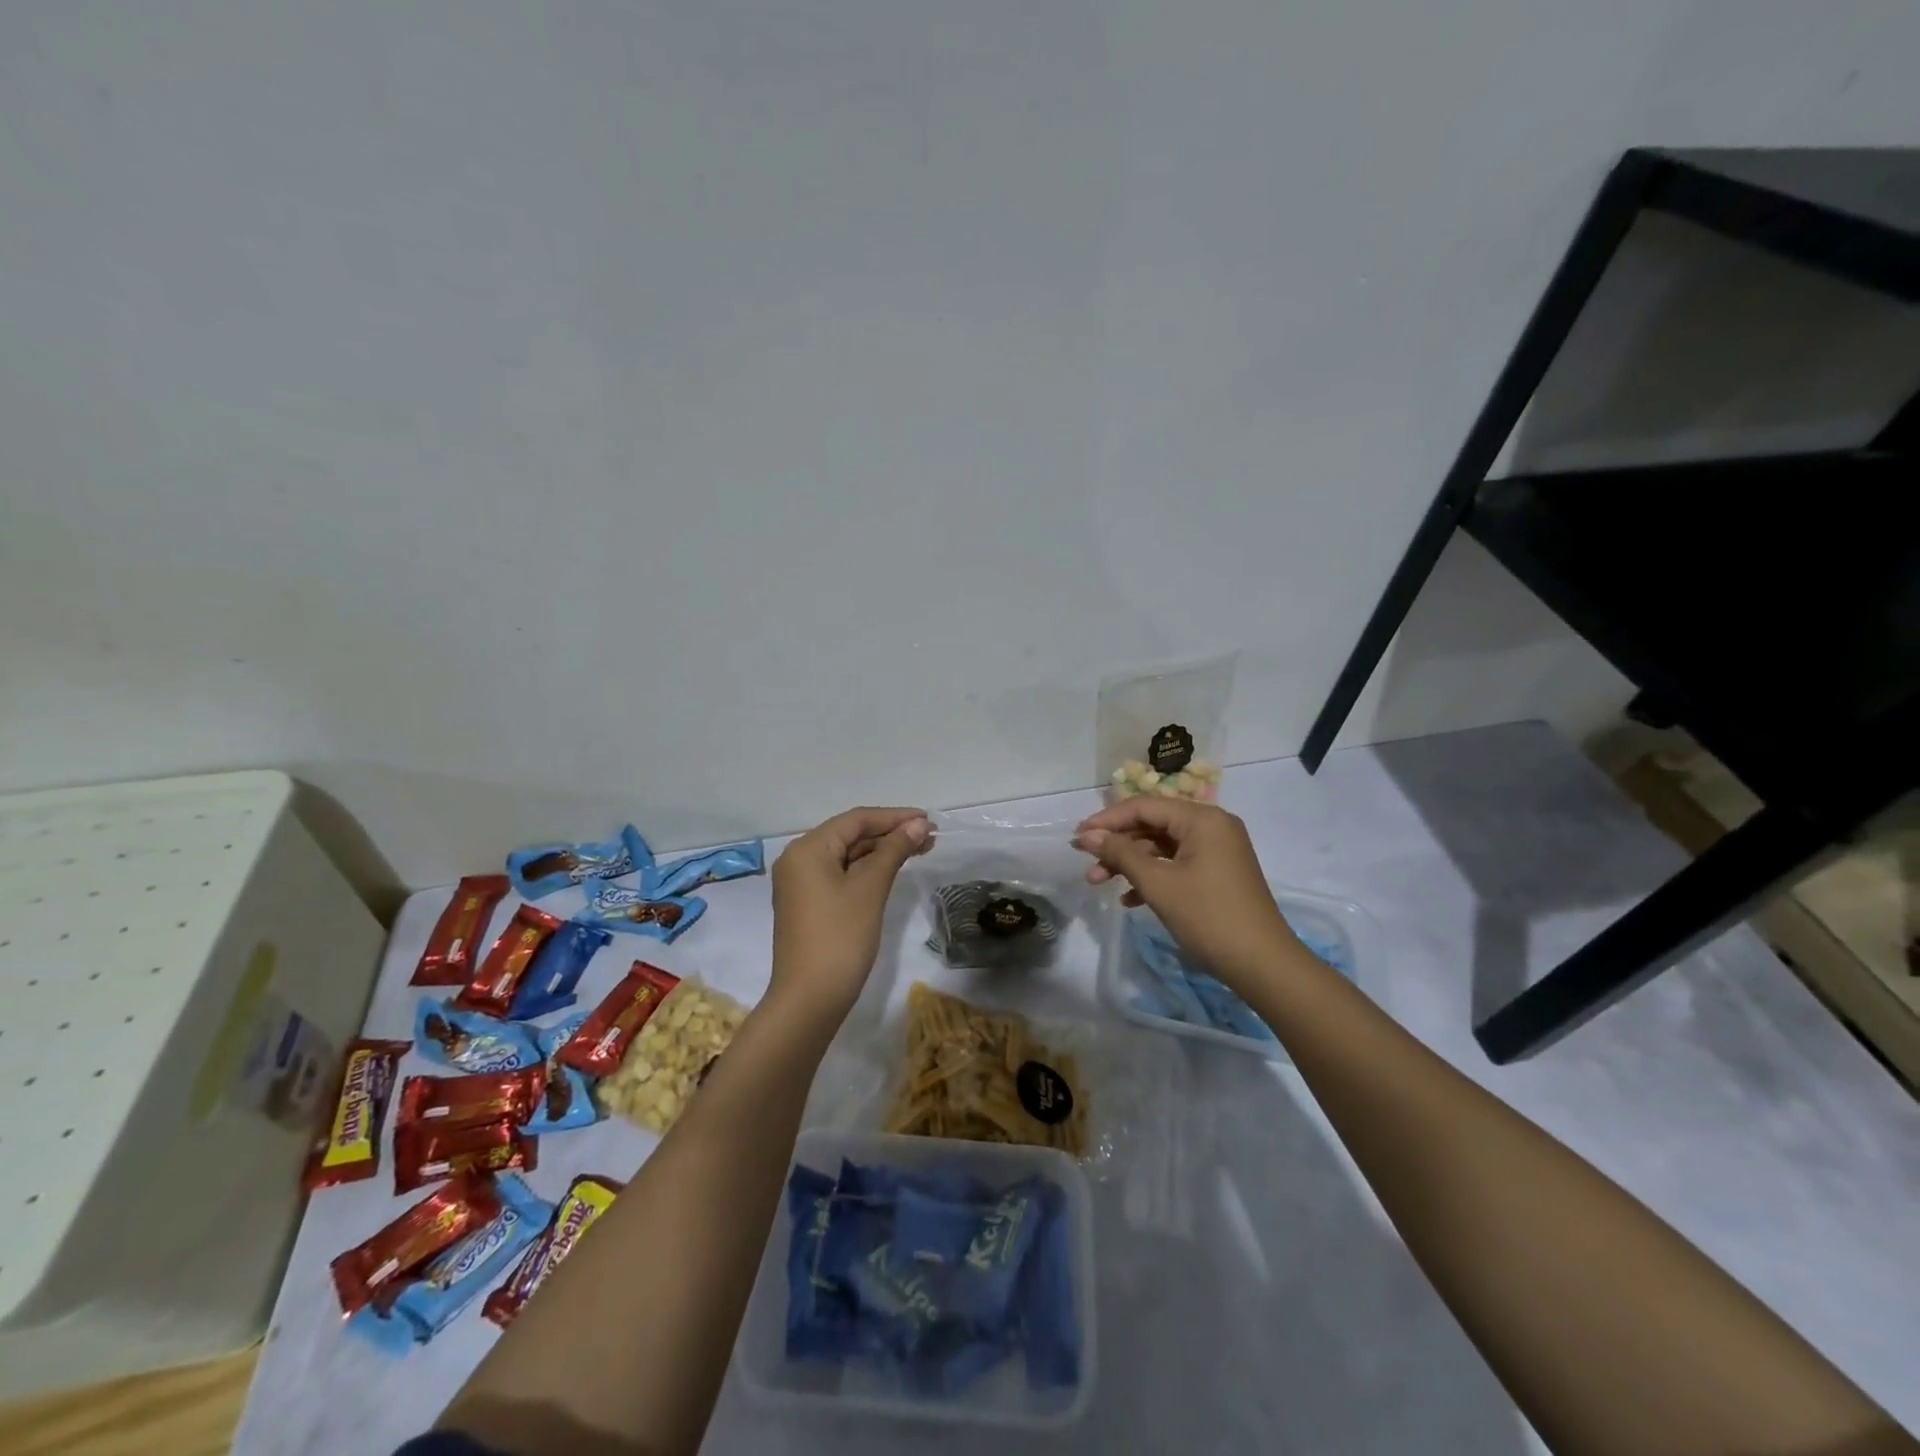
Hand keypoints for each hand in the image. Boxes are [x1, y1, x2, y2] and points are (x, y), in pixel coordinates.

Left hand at [770, 806, 930, 1020]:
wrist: (809, 1000)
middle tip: (930, 837)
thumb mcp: (870, 888)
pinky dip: (867, 870)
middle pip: (850, 835)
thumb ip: (894, 850)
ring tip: (920, 850)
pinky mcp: (808, 904)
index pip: (856, 820)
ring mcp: (801, 883)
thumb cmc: (840, 937)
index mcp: (807, 848)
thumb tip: (919, 824)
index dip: (894, 817)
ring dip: (881, 851)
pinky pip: (840, 874)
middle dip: (890, 833)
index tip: (929, 820)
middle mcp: (799, 859)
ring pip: (846, 855)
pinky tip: (892, 870)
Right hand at [1073, 797, 1297, 988]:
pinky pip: (1176, 863)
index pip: (1144, 806)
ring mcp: (1217, 850)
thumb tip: (1086, 835)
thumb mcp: (1158, 883)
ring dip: (1130, 863)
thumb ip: (1120, 854)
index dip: (1107, 820)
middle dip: (1117, 845)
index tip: (1077, 838)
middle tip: (1087, 865)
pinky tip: (1130, 899)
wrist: (1262, 964)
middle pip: (1152, 824)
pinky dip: (1152, 876)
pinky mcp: (1217, 873)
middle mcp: (1212, 826)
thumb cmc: (1208, 917)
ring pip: (1161, 846)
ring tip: (1099, 883)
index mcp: (1202, 819)